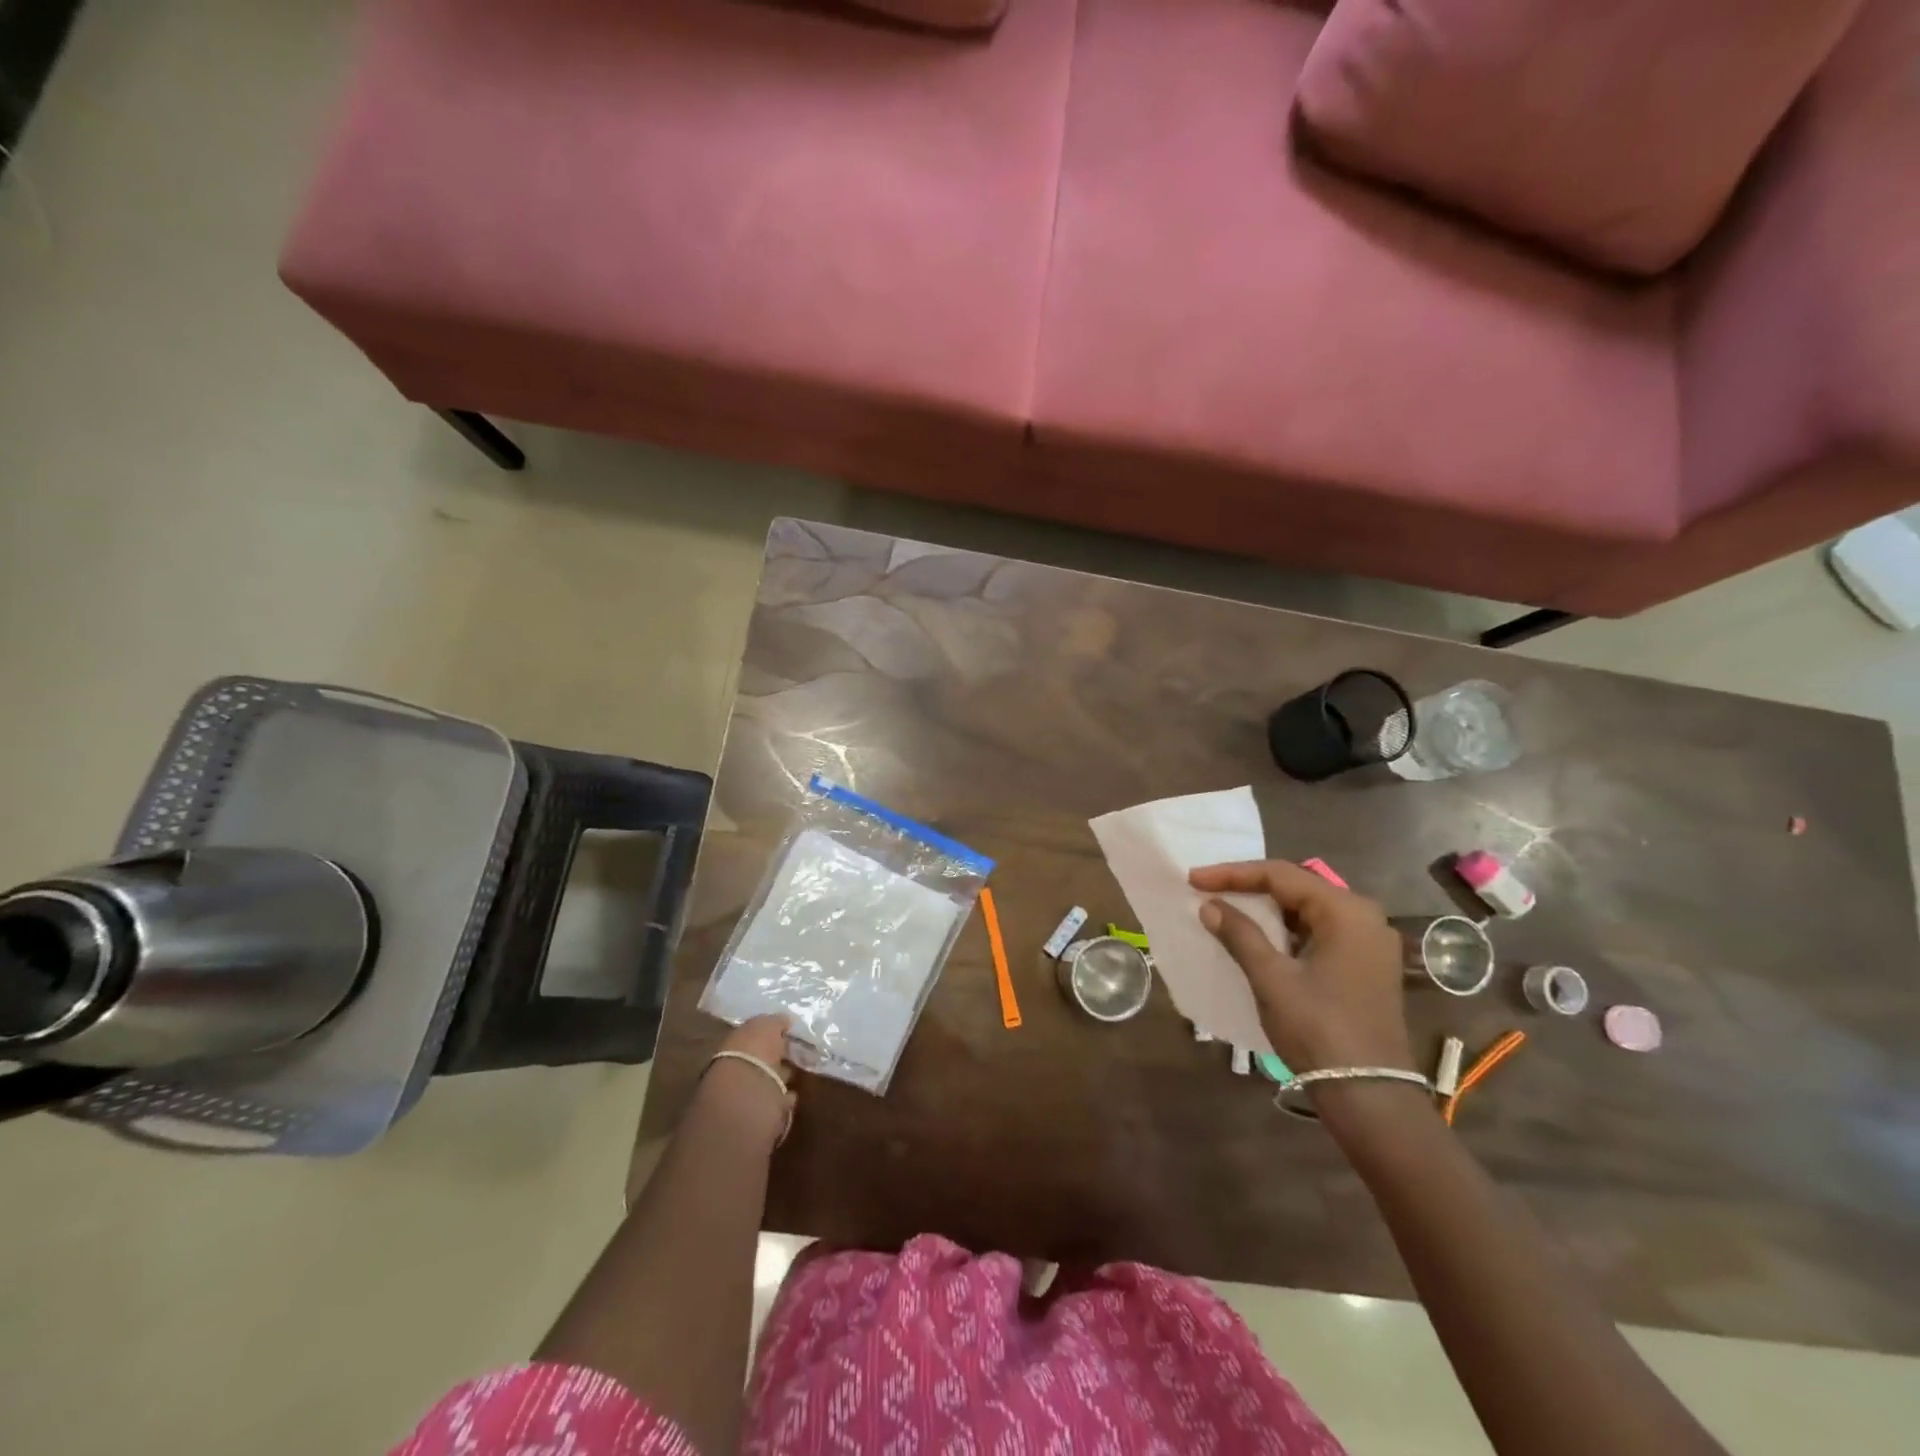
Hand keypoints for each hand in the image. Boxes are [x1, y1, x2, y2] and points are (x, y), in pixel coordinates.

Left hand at [702, 1015, 796, 1146]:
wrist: (746, 1099)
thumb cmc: (753, 1054)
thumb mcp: (765, 1027)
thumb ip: (775, 1022)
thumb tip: (785, 1019)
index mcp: (733, 1044)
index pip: (751, 1036)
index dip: (769, 1034)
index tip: (788, 1033)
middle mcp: (734, 1069)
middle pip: (757, 1060)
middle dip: (773, 1057)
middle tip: (794, 1053)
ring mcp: (744, 1096)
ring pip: (765, 1082)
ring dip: (778, 1078)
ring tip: (797, 1073)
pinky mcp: (758, 1118)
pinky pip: (774, 1104)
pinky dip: (784, 1099)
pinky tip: (794, 1095)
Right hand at [1189, 860, 1413, 1074]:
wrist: (1369, 1095)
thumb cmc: (1318, 1029)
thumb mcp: (1272, 978)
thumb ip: (1240, 934)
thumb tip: (1210, 905)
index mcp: (1346, 911)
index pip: (1281, 875)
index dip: (1233, 874)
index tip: (1194, 879)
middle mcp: (1364, 917)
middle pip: (1297, 887)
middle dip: (1250, 886)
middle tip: (1208, 889)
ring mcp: (1369, 942)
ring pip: (1307, 910)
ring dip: (1267, 909)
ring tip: (1225, 907)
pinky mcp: (1366, 965)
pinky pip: (1319, 931)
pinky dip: (1286, 929)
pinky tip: (1258, 935)